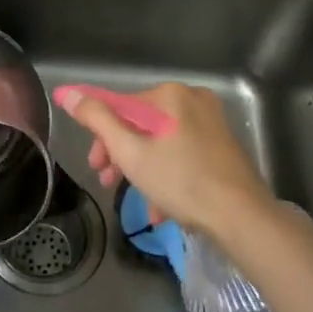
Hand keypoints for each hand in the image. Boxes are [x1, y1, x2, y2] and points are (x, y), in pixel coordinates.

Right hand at [57, 83, 274, 239]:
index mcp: (170, 96)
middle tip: (108, 183)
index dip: (101, 138)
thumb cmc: (182, 182)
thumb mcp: (130, 152)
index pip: (121, 108)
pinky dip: (168, 177)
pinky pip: (183, 156)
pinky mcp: (223, 148)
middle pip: (142, 126)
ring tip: (136, 203)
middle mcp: (193, 101)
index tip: (94, 166)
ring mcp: (212, 124)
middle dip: (122, 157)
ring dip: (143, 172)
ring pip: (162, 144)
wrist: (243, 218)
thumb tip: (69, 92)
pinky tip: (161, 209)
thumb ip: (97, 120)